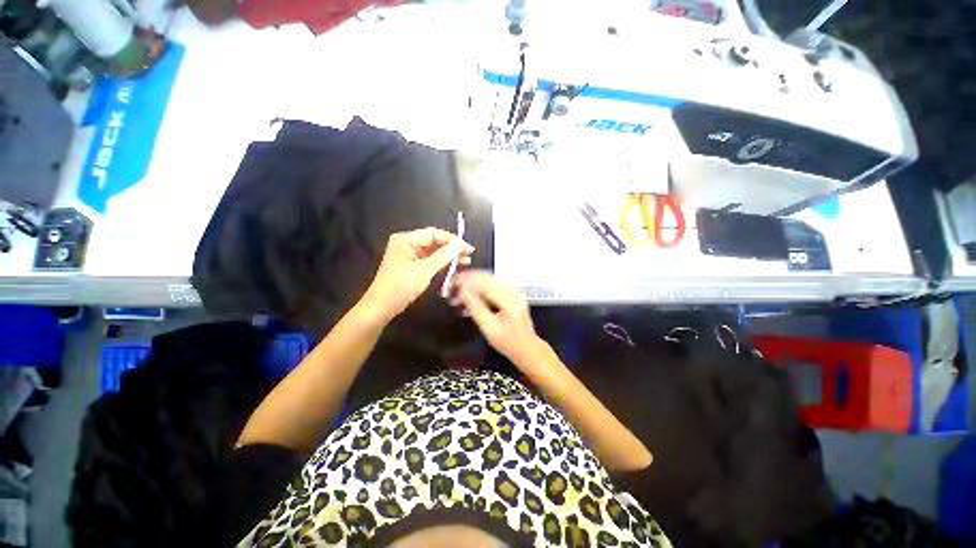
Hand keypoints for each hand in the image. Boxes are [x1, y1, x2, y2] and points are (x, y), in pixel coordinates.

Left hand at [361, 228, 473, 321]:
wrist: (381, 307)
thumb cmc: (400, 287)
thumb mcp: (424, 271)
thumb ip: (443, 256)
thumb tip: (460, 244)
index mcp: (406, 240)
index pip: (434, 234)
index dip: (452, 240)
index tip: (468, 248)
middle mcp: (406, 243)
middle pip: (434, 241)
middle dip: (452, 248)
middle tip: (469, 255)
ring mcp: (408, 254)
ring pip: (433, 251)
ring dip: (448, 255)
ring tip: (465, 261)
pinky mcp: (410, 265)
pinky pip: (429, 259)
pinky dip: (440, 263)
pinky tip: (453, 266)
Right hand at [452, 270, 544, 366]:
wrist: (527, 348)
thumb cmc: (508, 343)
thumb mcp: (489, 329)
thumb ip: (476, 309)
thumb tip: (463, 293)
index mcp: (510, 302)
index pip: (487, 286)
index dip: (469, 282)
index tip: (455, 283)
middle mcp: (514, 293)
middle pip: (490, 279)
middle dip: (471, 279)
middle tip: (455, 282)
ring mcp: (515, 292)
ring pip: (492, 279)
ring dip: (476, 281)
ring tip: (460, 286)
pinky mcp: (513, 294)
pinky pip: (496, 284)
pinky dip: (482, 285)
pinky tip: (472, 290)